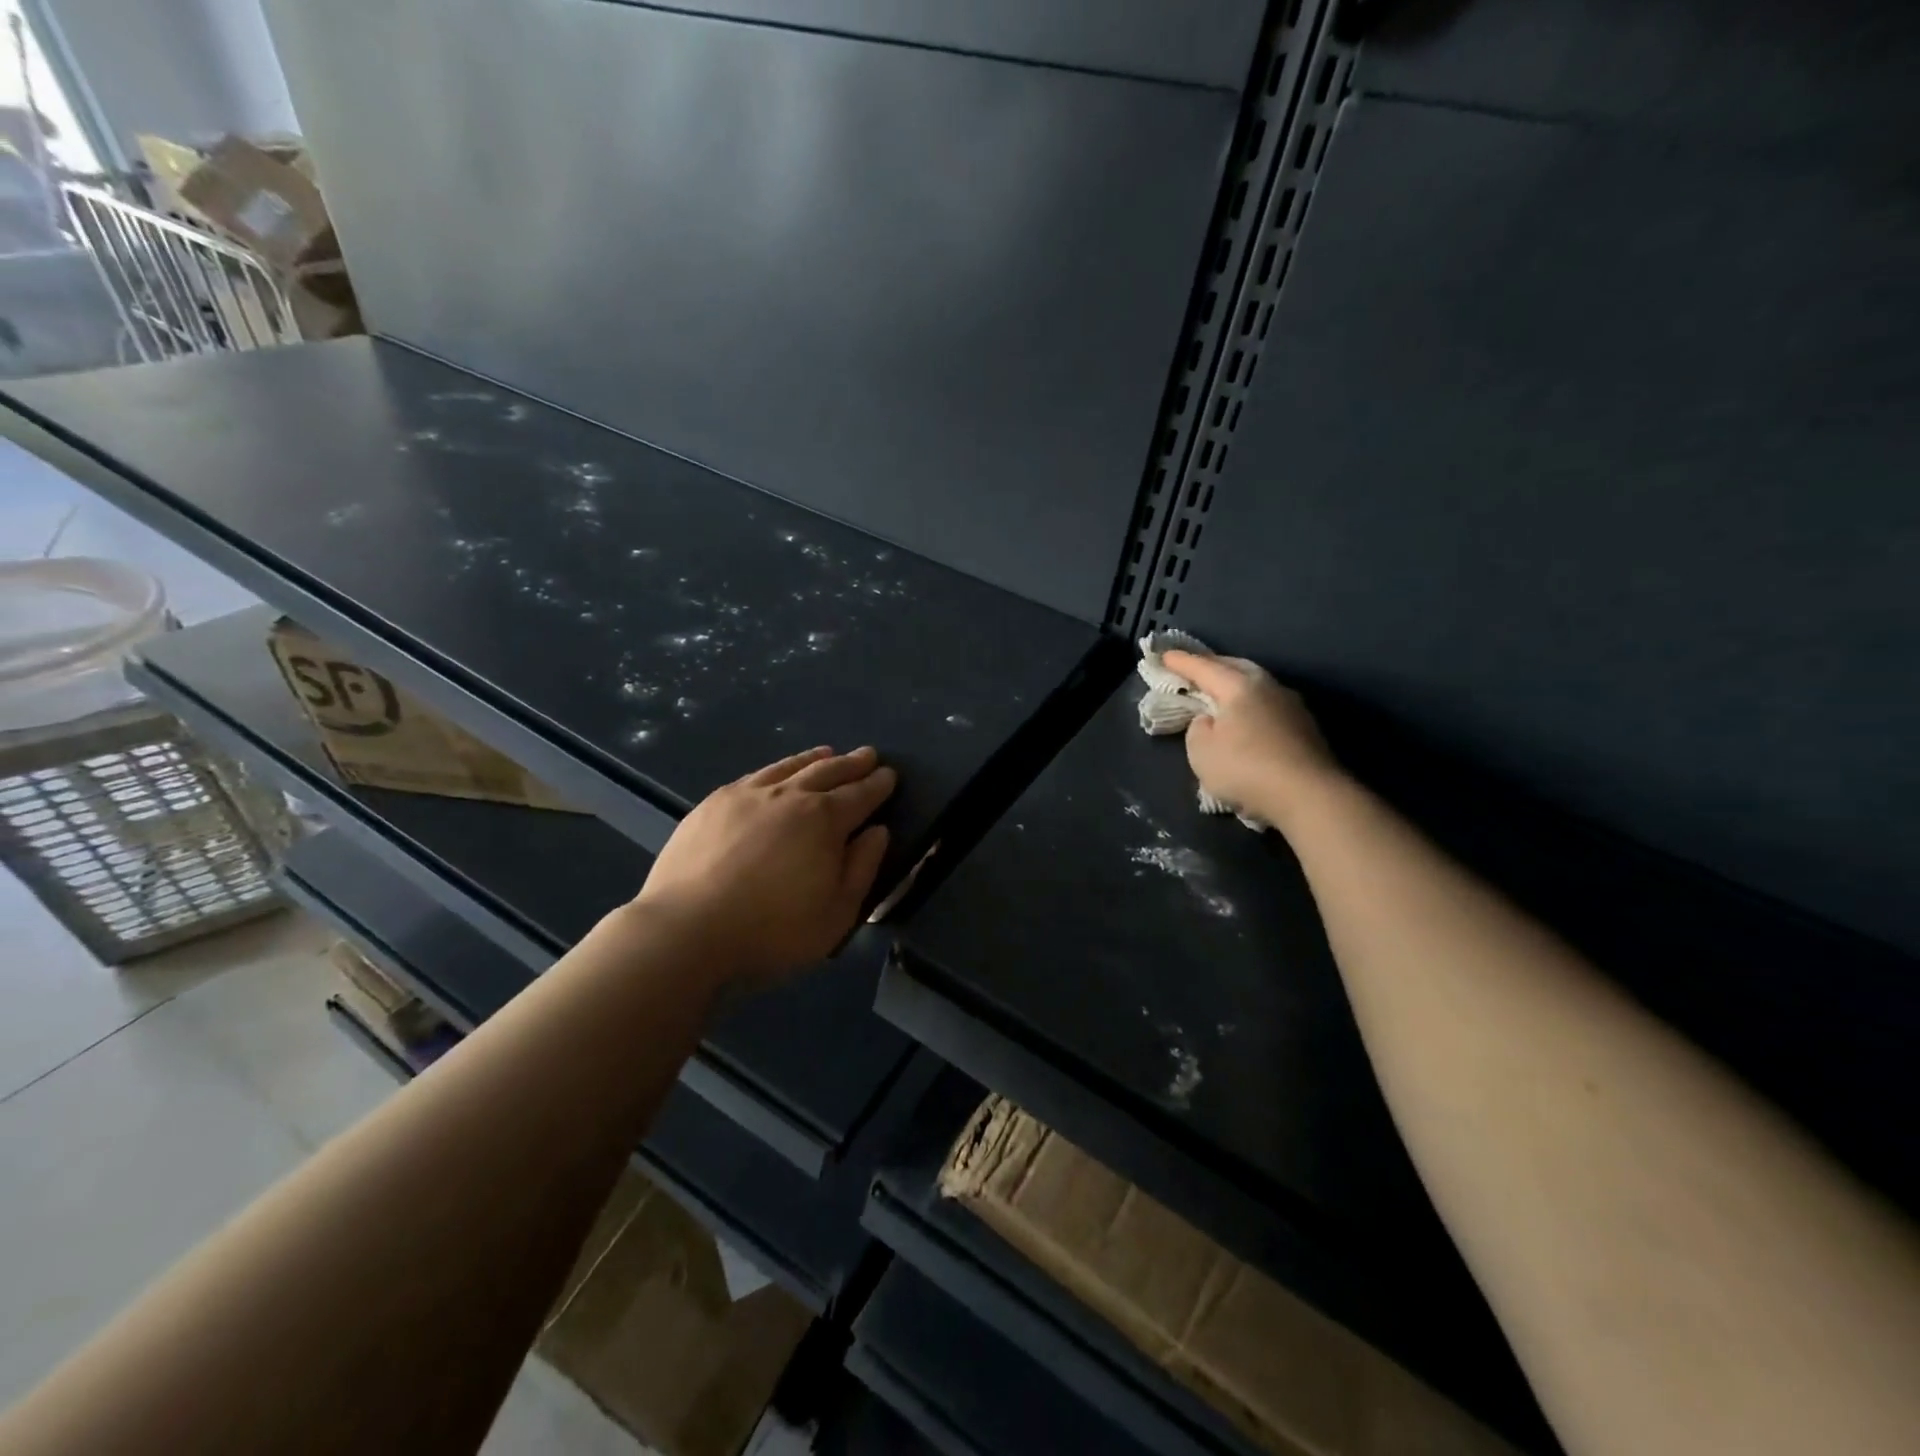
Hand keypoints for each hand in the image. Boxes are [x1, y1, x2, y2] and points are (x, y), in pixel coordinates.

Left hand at [634, 746, 894, 985]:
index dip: (878, 785)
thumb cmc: (772, 930)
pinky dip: (777, 769)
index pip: (860, 795)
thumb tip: (878, 831)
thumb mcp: (836, 914)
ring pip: (789, 767)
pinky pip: (755, 775)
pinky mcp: (713, 803)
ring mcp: (747, 795)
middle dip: (852, 764)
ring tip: (828, 752)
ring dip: (814, 759)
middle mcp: (789, 796)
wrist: (686, 930)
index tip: (889, 775)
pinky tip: (775, 774)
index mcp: (824, 821)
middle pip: (828, 772)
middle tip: (868, 755)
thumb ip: (862, 868)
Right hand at [1161, 651, 1340, 826]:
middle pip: (1235, 668)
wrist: (1310, 796)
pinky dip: (1251, 707)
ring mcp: (1292, 706)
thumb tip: (1211, 720)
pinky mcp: (1305, 728)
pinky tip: (1246, 720)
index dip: (1181, 662)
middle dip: (1212, 666)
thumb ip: (1198, 728)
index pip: (1203, 668)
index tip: (1164, 656)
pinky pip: (1268, 706)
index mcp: (1239, 686)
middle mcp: (1268, 687)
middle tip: (1194, 670)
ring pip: (1256, 685)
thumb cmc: (1246, 769)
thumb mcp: (1201, 751)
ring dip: (1235, 687)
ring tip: (1219, 694)